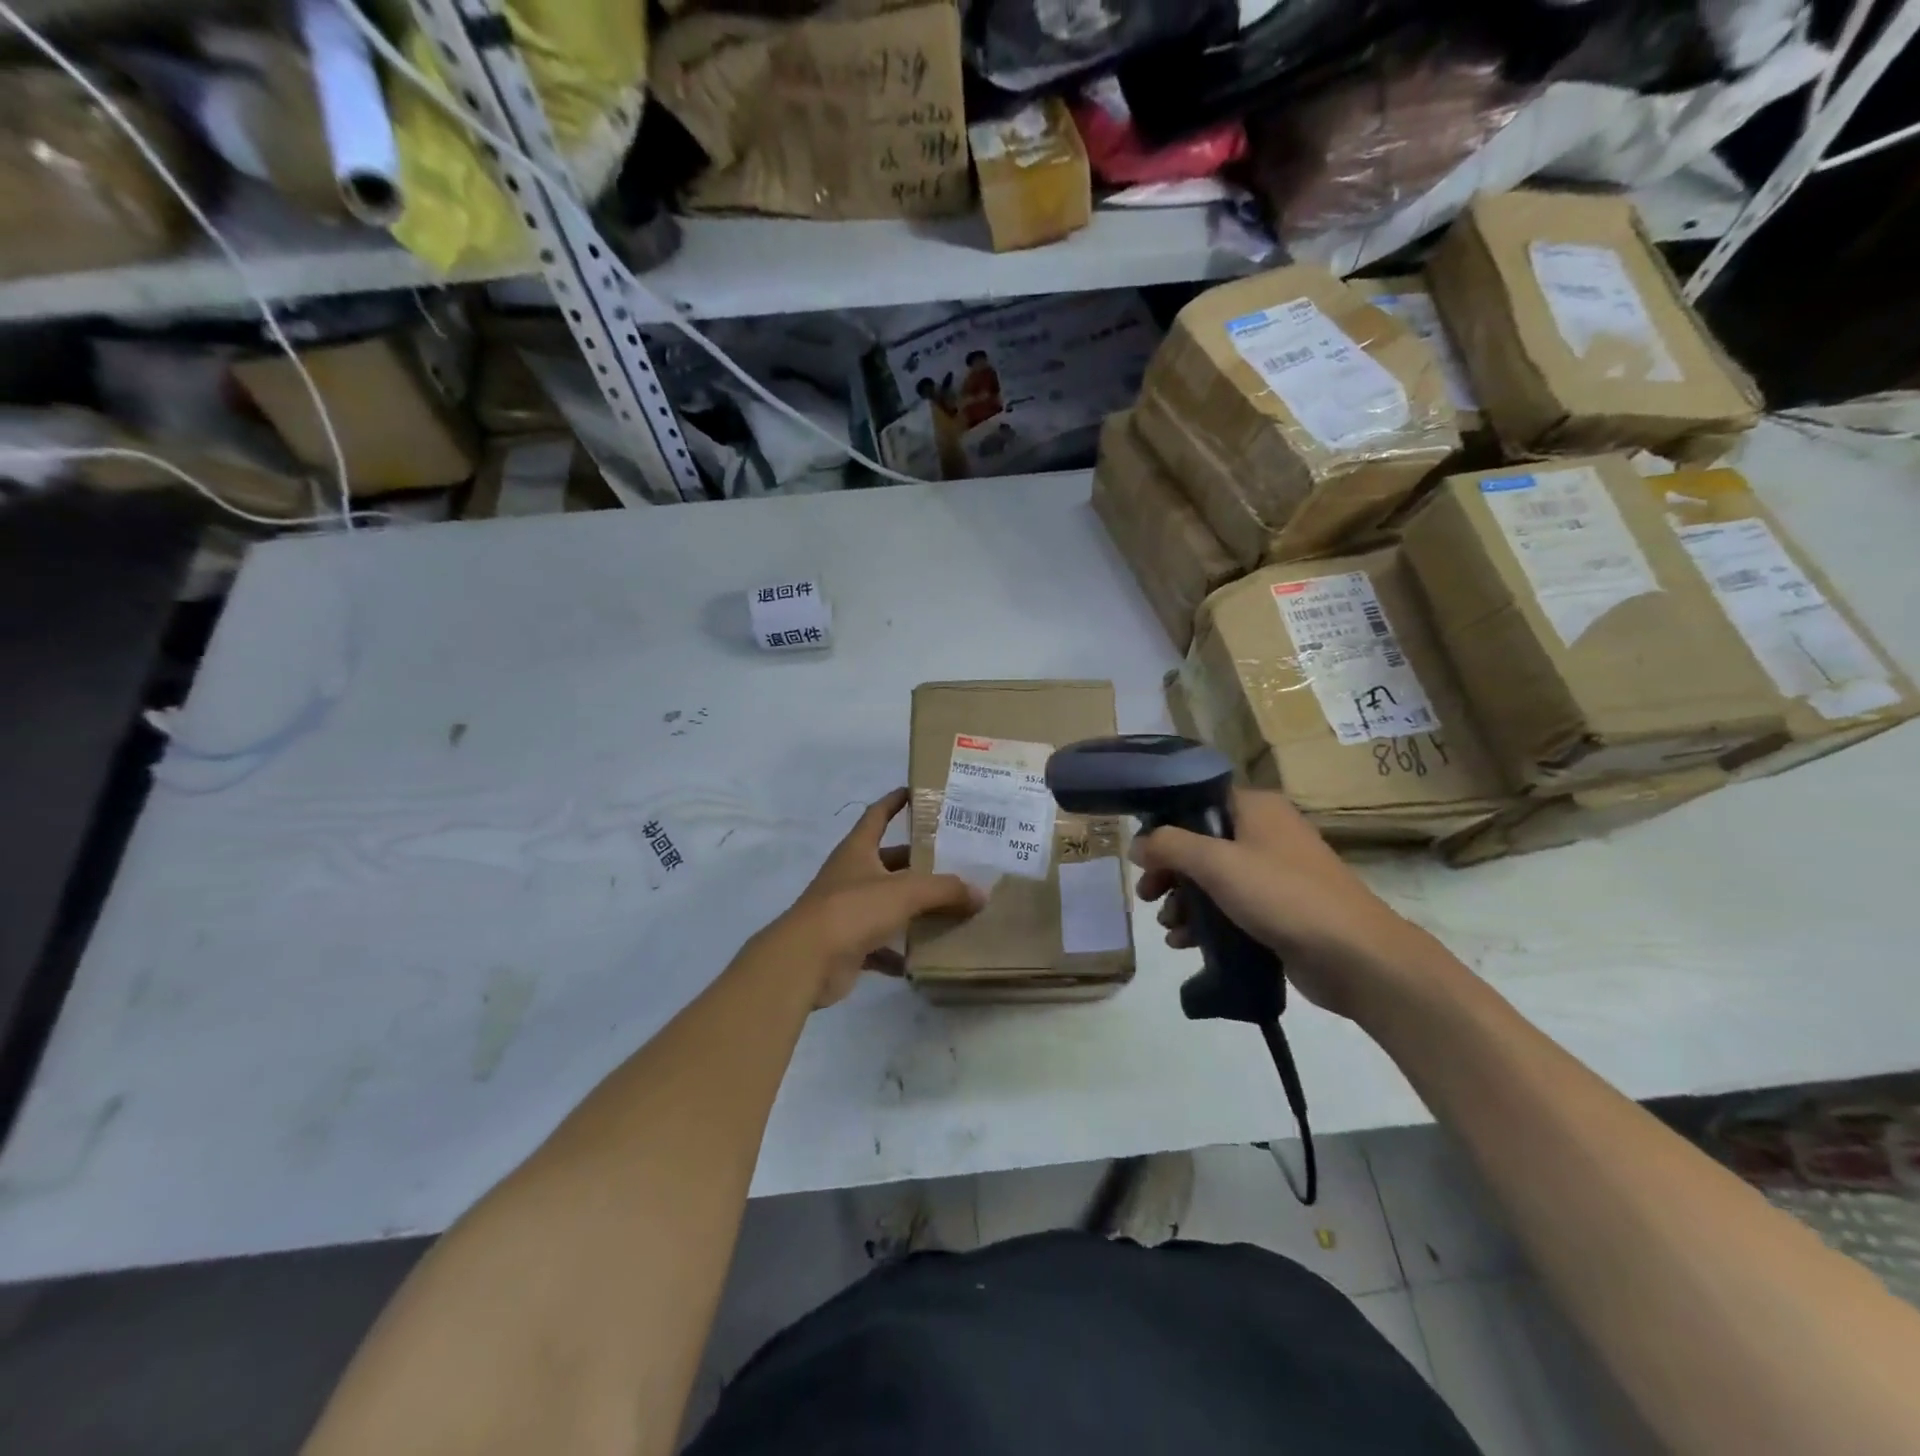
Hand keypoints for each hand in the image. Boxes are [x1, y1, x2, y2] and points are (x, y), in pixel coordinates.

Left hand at [770, 788, 983, 1006]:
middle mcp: (851, 875)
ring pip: (888, 904)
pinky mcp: (849, 945)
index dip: (895, 801)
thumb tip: (980, 894)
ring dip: (914, 908)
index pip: (877, 815)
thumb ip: (945, 889)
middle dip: (919, 862)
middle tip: (956, 862)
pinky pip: (882, 945)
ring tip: (952, 908)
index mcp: (858, 850)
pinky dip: (901, 951)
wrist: (806, 961)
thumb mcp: (905, 891)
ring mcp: (848, 911)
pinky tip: (927, 956)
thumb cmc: (852, 909)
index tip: (917, 791)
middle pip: (890, 862)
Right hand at [1130, 788, 1427, 1020]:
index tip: (1141, 854)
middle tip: (1147, 896)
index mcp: (1256, 808)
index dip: (1164, 824)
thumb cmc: (1283, 896)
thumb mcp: (1216, 864)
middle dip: (1169, 872)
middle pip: (1200, 844)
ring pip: (1213, 879)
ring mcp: (1275, 873)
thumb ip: (1170, 846)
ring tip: (1169, 927)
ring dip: (1184, 901)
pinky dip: (1206, 922)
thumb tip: (1138, 844)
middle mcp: (1266, 833)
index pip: (1197, 801)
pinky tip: (1185, 944)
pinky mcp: (1280, 910)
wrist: (1355, 957)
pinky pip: (1231, 907)